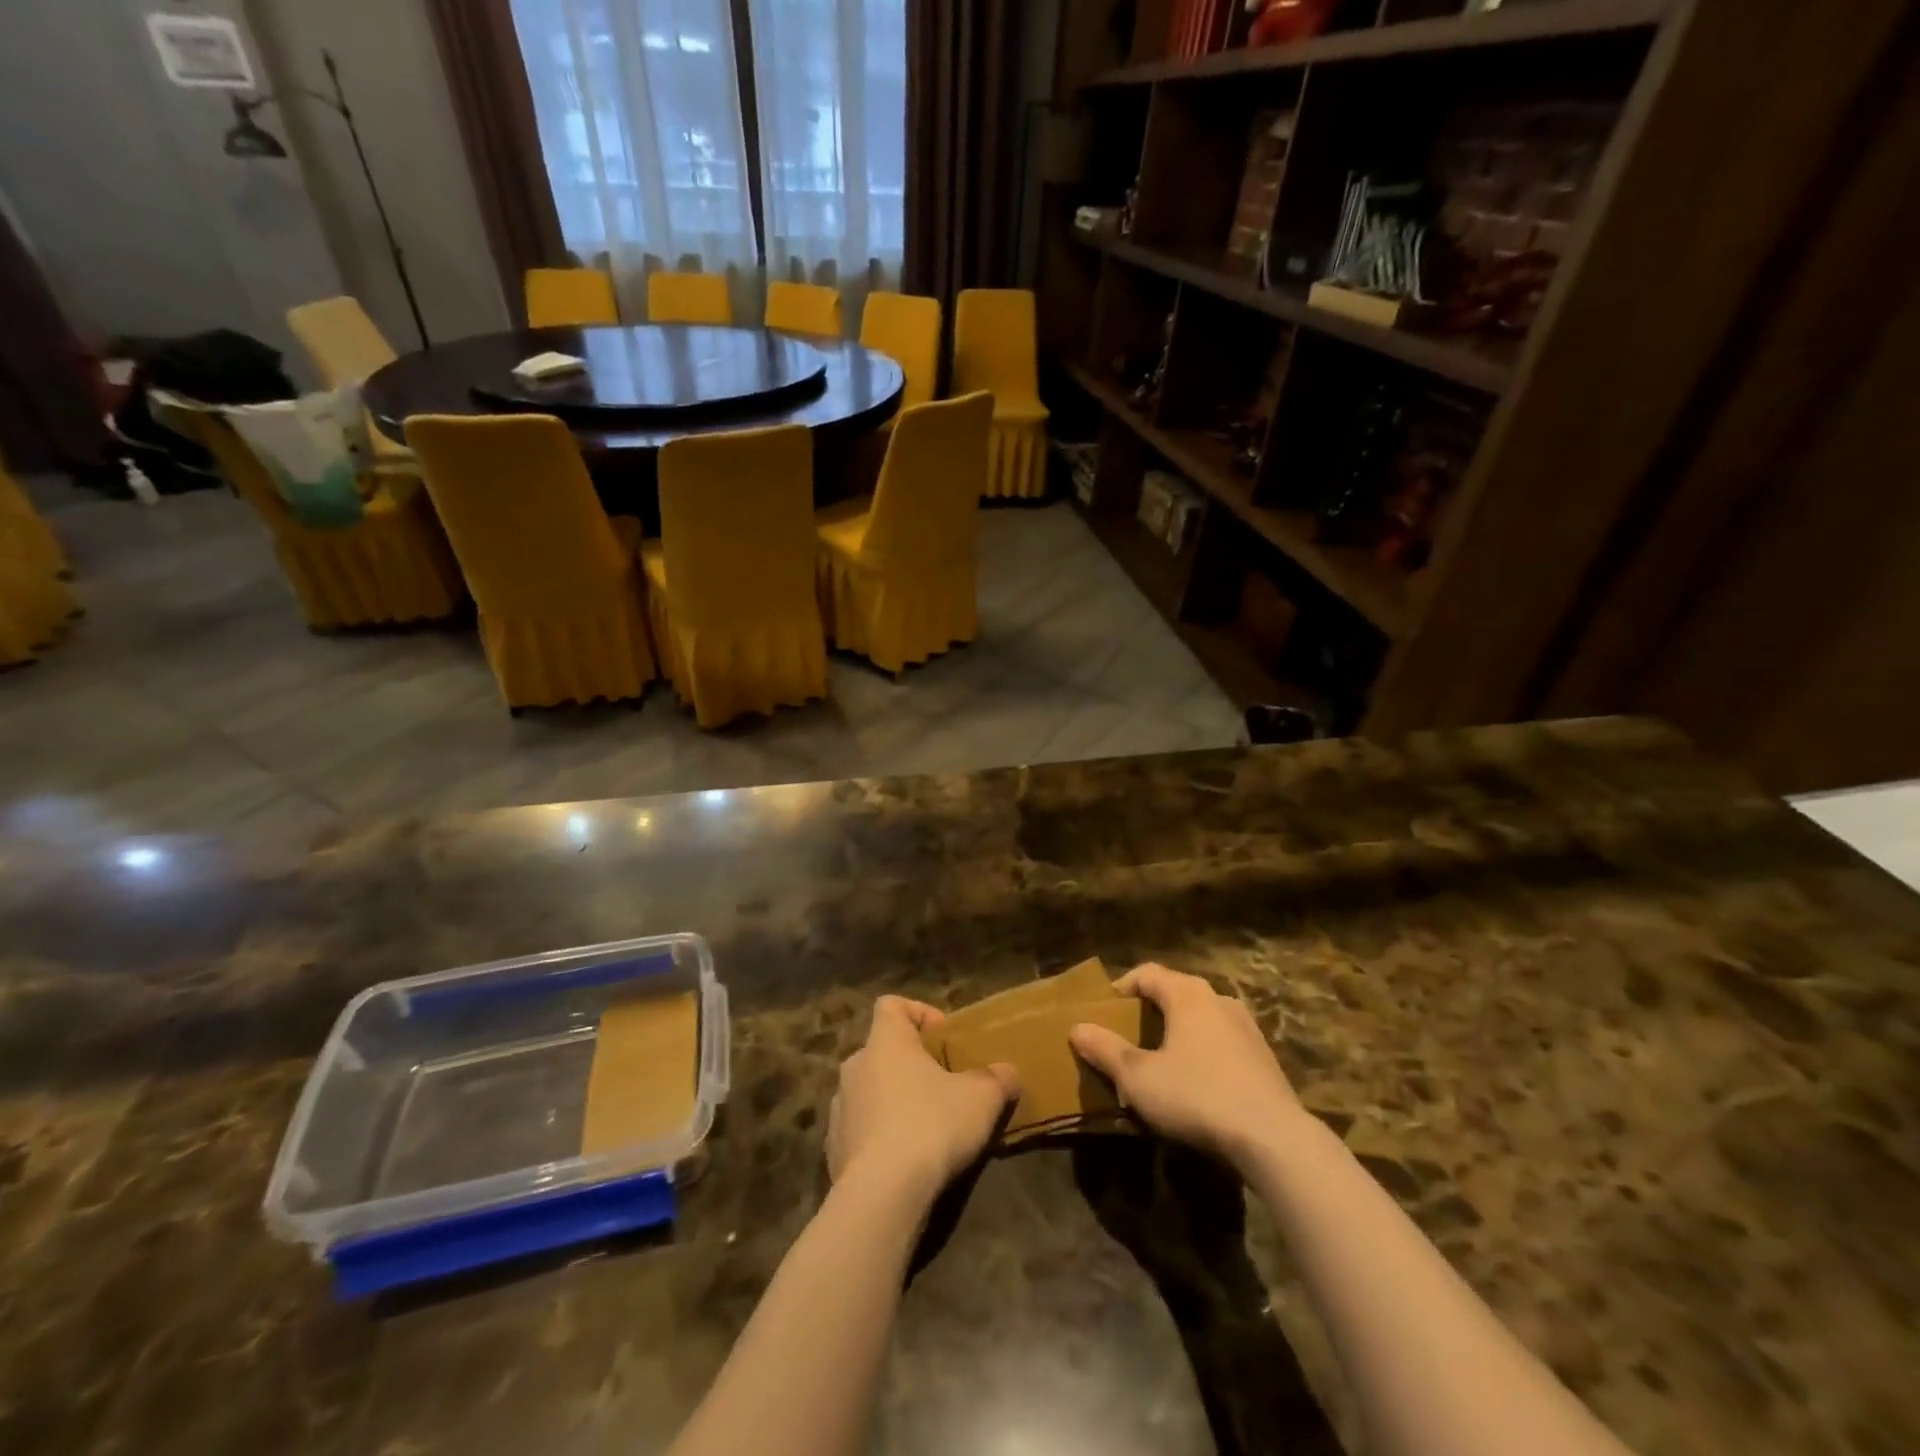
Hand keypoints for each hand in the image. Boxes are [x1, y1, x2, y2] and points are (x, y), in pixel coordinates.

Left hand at [826, 996, 1019, 1206]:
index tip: (942, 1037)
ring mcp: (839, 1108)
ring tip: (924, 1126)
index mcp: (885, 1041)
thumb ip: (997, 1078)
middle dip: (910, 1064)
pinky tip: (903, 1161)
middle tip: (941, 1085)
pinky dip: (878, 1136)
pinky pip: (859, 1129)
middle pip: (882, 1050)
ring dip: (892, 1100)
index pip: (891, 1005)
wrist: (882, 1195)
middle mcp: (855, 1066)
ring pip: (869, 1090)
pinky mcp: (833, 1148)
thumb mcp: (982, 1098)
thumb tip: (1007, 1072)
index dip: (917, 1013)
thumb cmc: (931, 1125)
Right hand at [1070, 964, 1310, 1173]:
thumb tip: (1077, 1028)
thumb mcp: (1138, 1077)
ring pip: (1201, 1017)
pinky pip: (1222, 1041)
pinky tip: (1196, 1083)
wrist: (1274, 1138)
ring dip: (1178, 1032)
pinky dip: (1203, 1051)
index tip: (1103, 1012)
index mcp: (1187, 994)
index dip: (1121, 988)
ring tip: (1160, 1061)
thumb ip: (1105, 1050)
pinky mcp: (1265, 1056)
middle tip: (1127, 1037)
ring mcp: (1246, 1026)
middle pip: (1175, 992)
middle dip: (1148, 1011)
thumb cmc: (1197, 1096)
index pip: (1146, 973)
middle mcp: (1218, 998)